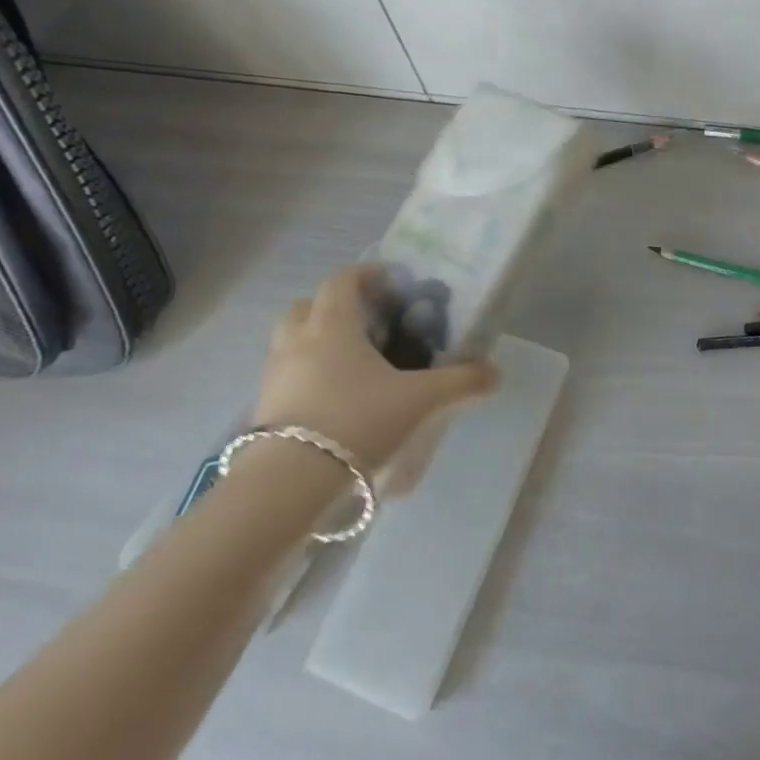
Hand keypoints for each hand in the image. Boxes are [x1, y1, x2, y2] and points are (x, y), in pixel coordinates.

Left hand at [253, 264, 497, 474]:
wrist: (289, 484)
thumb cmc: (357, 421)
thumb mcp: (421, 400)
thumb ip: (460, 383)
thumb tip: (495, 373)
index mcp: (332, 323)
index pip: (343, 279)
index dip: (367, 275)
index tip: (393, 286)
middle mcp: (298, 340)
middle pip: (308, 305)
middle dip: (335, 307)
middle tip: (368, 324)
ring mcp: (274, 375)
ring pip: (290, 341)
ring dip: (316, 341)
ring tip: (352, 364)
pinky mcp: (263, 409)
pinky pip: (286, 376)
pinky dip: (306, 376)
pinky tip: (334, 401)